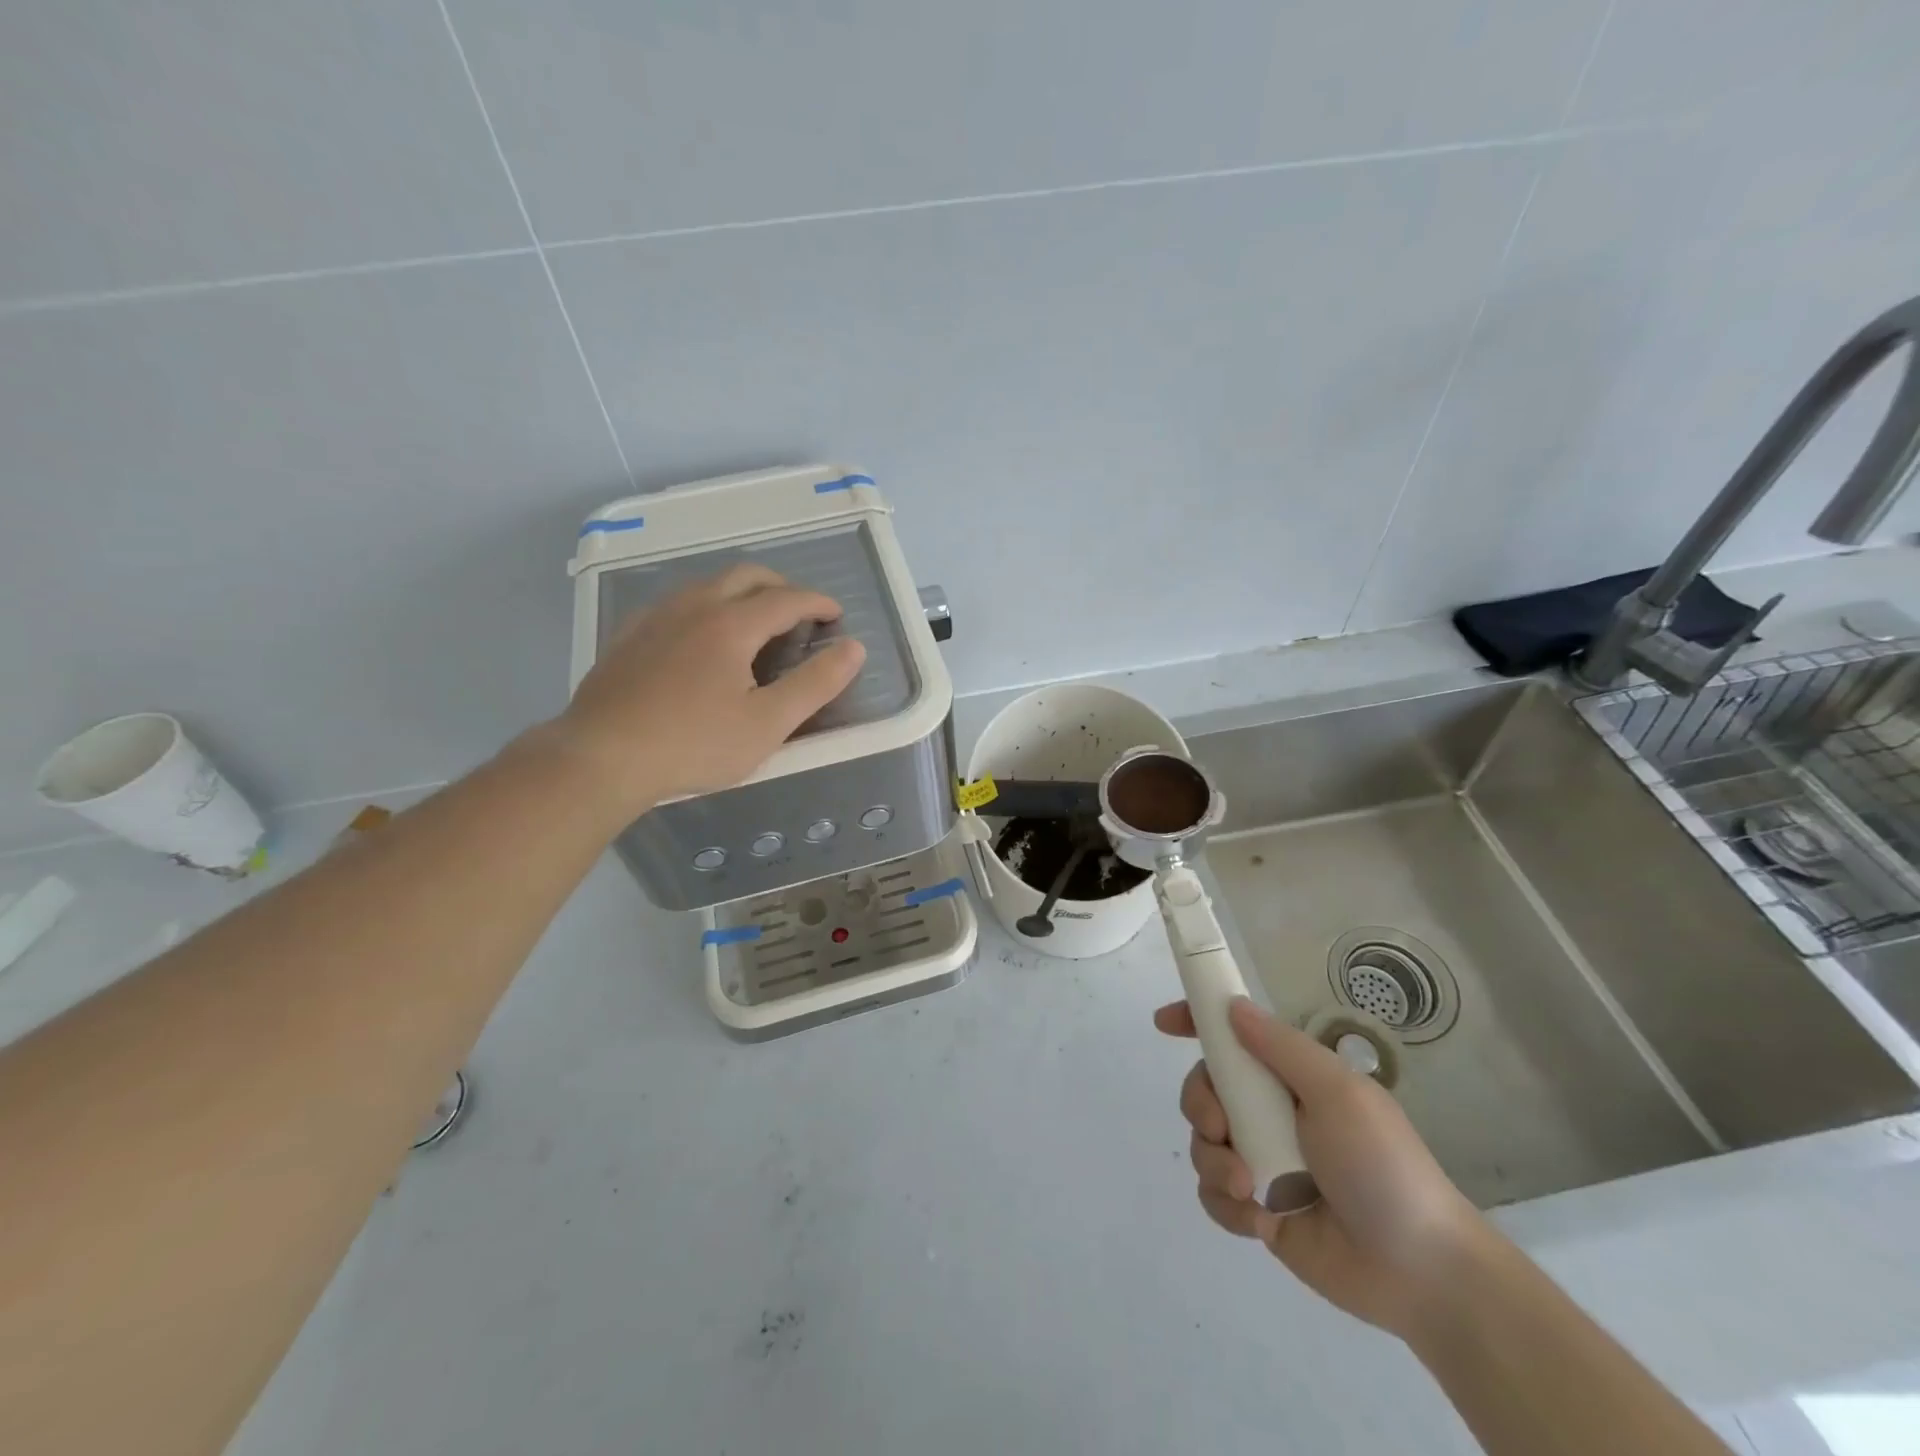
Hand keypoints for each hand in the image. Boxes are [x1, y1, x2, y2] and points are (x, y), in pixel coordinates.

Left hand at [552, 564, 865, 813]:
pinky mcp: (629, 637)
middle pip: (745, 576)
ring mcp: (655, 618)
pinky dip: (706, 607)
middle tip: (799, 611)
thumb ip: (816, 684)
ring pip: (707, 585)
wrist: (601, 757)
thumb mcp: (768, 723)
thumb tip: (854, 648)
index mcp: (731, 624)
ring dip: (741, 592)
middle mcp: (694, 607)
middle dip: (780, 586)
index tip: (835, 614)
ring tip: (755, 622)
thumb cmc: (694, 744)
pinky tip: (701, 639)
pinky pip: (677, 604)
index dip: (817, 603)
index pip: (786, 598)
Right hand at [1154, 997, 1490, 1337]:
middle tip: (1220, 1128)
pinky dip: (1227, 1204)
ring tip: (1251, 1189)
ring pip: (1202, 1143)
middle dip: (1200, 1105)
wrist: (1421, 1272)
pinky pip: (1213, 1194)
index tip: (1164, 1023)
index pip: (1234, 1037)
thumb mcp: (1338, 1093)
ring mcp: (1262, 1161)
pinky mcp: (1257, 1210)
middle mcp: (1271, 1113)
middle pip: (1204, 1089)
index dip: (1196, 1021)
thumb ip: (1281, 1047)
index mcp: (1292, 1079)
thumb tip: (1232, 1006)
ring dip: (1215, 1162)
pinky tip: (1260, 1220)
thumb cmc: (1383, 1166)